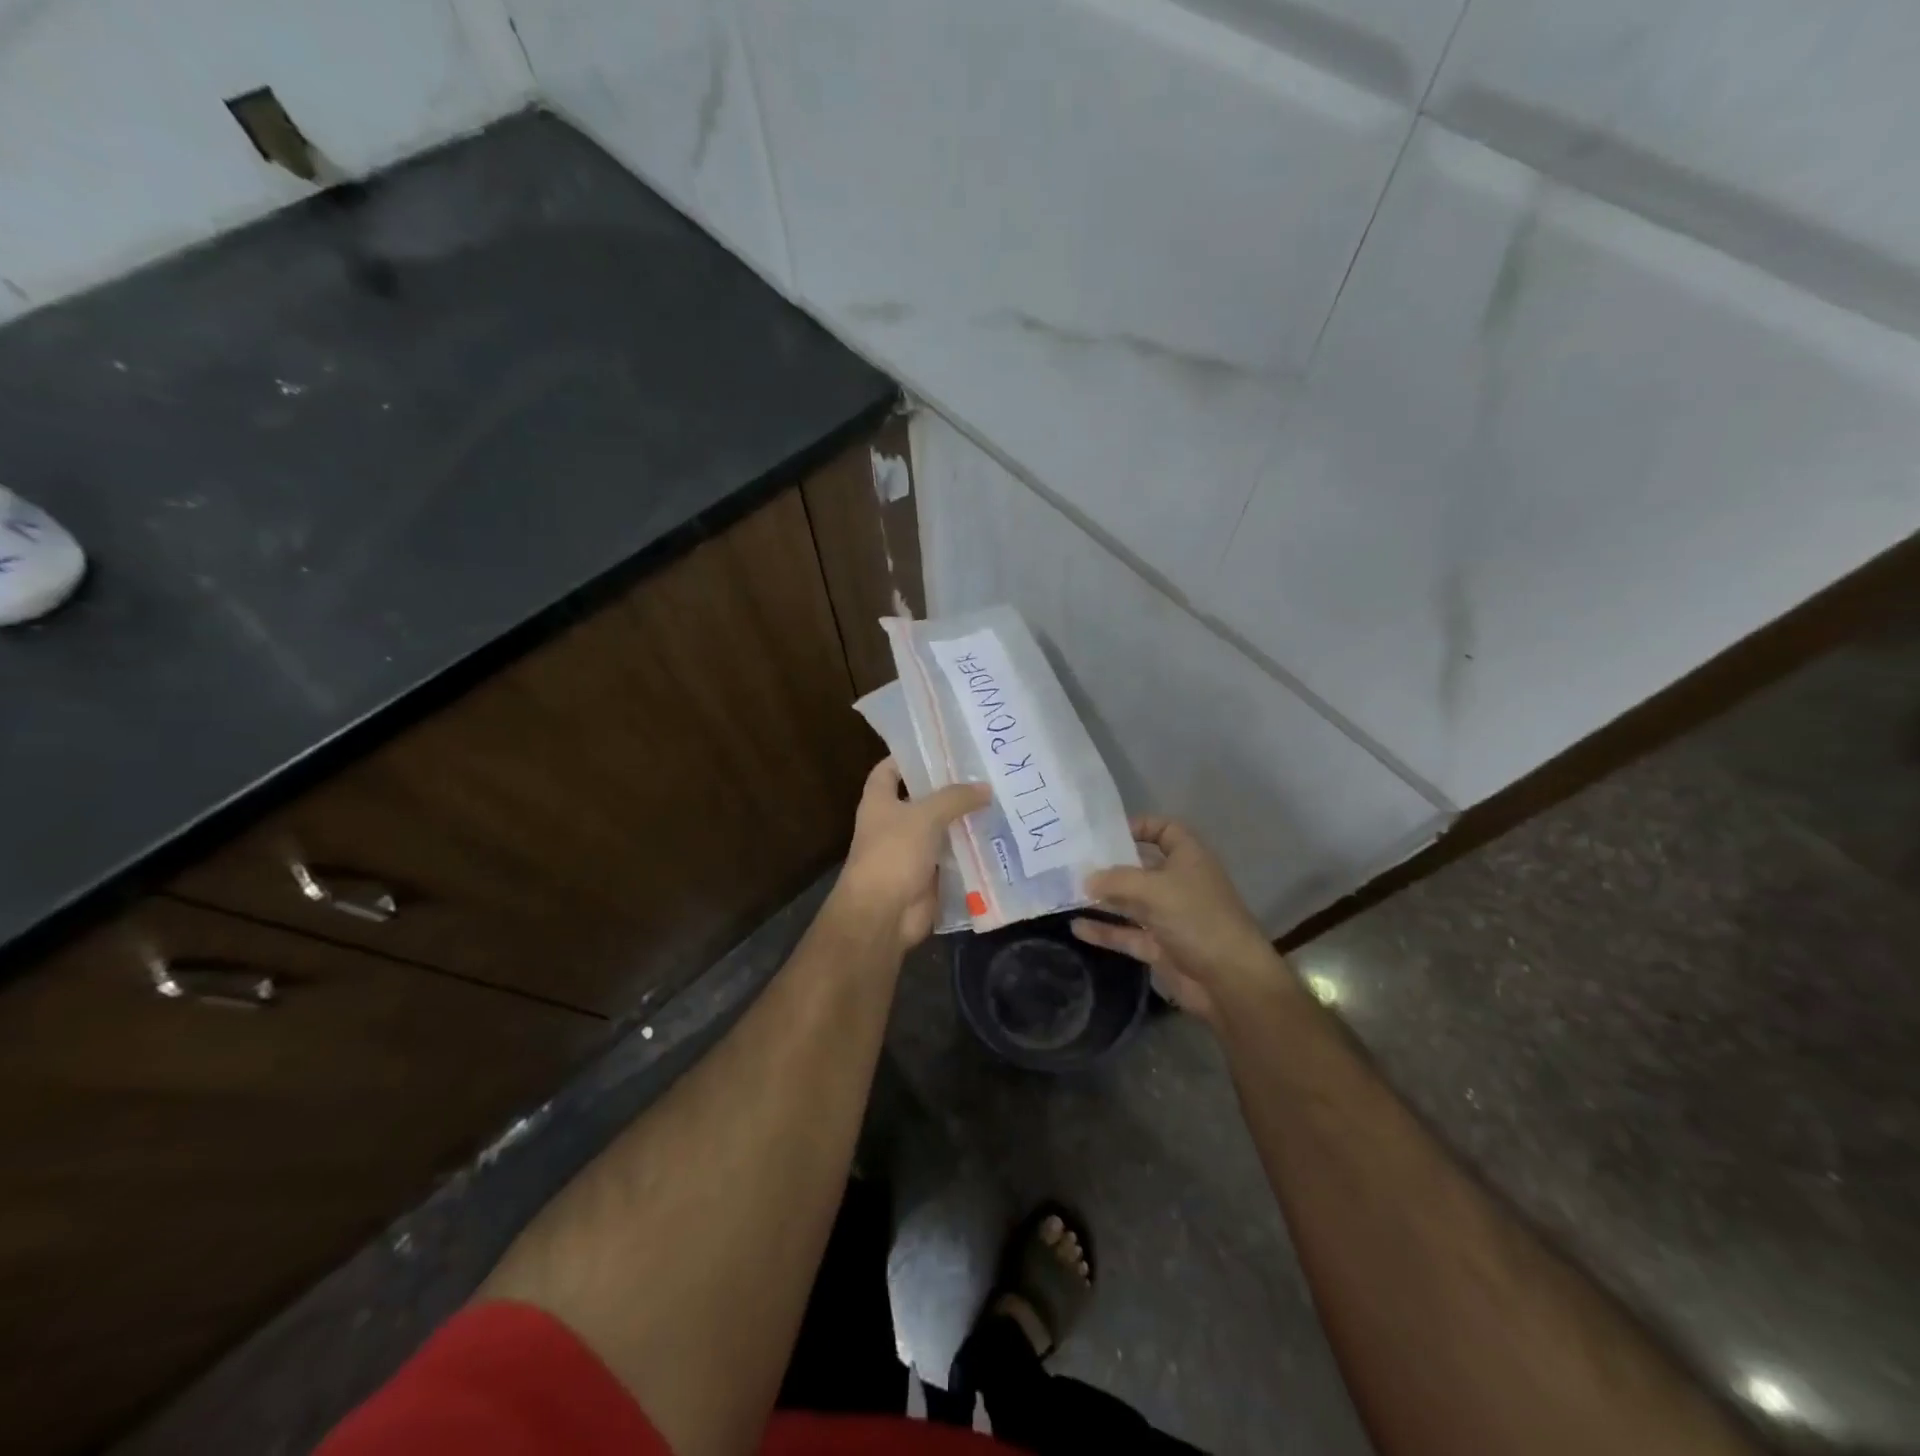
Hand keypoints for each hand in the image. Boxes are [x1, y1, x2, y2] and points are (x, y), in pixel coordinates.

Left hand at [833, 759, 990, 952]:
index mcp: (879, 801)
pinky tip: (999, 836)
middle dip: (950, 788)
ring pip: (942, 828)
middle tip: (985, 771)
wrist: (883, 914)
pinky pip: (954, 857)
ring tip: (1000, 799)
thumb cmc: (893, 853)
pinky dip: (972, 850)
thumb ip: (955, 798)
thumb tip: (985, 788)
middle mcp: (893, 823)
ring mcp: (911, 850)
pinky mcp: (929, 875)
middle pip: (923, 798)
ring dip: (965, 819)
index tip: (942, 746)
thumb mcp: (925, 816)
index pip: (889, 769)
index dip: (910, 756)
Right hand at [1071, 816, 1284, 1023]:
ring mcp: (1169, 917)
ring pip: (1130, 901)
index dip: (1140, 826)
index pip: (1165, 830)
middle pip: (1141, 867)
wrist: (1230, 981)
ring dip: (1103, 898)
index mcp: (1188, 858)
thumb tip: (1087, 879)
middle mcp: (1178, 883)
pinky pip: (1127, 933)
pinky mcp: (1160, 947)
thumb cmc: (1197, 919)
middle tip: (1072, 861)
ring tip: (1066, 892)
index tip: (1106, 832)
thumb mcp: (1154, 889)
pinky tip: (1076, 927)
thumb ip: (1116, 879)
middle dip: (1110, 865)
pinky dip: (1104, 930)